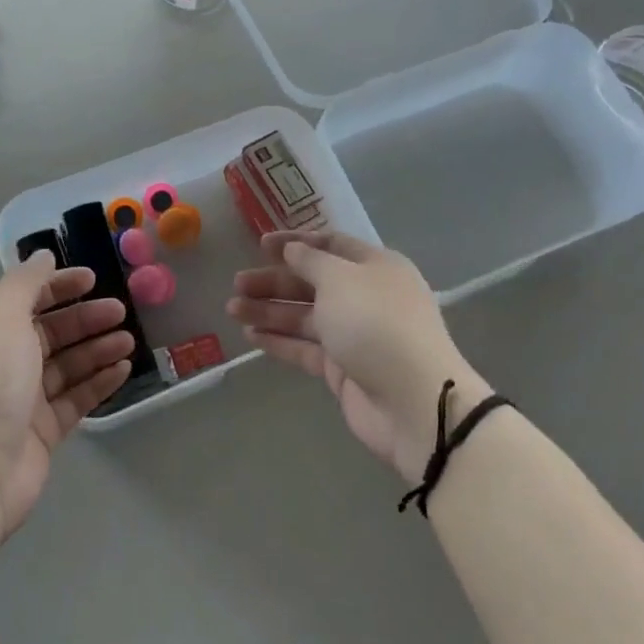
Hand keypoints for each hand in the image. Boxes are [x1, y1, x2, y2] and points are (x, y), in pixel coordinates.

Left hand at [0, 254, 132, 538]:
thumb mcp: (1, 316)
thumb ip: (25, 282)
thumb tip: (43, 255)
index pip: (26, 299)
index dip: (59, 286)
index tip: (94, 279)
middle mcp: (1, 362)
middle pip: (50, 332)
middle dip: (85, 319)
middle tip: (121, 311)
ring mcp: (22, 399)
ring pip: (67, 365)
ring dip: (97, 349)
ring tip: (129, 341)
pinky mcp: (42, 431)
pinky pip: (75, 398)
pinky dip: (98, 382)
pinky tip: (123, 369)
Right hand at [226, 231, 486, 483]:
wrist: (411, 401)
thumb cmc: (376, 324)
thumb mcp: (340, 279)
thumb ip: (311, 261)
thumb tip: (293, 250)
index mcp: (375, 267)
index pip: (331, 245)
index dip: (296, 242)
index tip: (260, 244)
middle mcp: (365, 297)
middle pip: (313, 282)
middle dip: (275, 280)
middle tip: (237, 283)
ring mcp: (354, 335)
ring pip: (304, 316)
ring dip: (269, 310)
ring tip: (232, 308)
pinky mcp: (342, 369)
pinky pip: (305, 348)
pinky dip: (279, 340)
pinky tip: (250, 335)